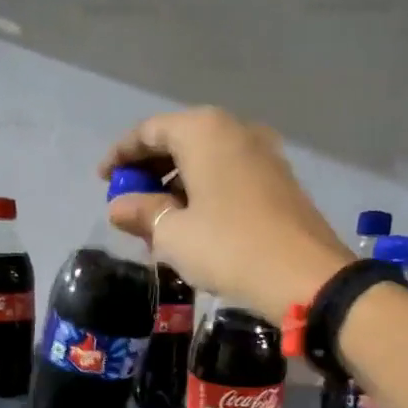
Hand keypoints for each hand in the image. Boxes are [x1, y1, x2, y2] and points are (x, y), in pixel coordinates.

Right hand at [99, 107, 352, 321]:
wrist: (305, 277)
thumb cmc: (228, 248)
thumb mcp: (173, 234)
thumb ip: (142, 213)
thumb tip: (119, 206)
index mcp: (204, 131)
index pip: (149, 131)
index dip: (121, 155)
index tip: (102, 180)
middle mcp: (236, 130)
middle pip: (180, 141)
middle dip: (150, 171)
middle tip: (130, 203)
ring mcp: (264, 155)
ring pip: (207, 161)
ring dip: (177, 186)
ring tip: (158, 222)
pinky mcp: (280, 182)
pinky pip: (229, 177)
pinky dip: (205, 194)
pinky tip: (194, 225)